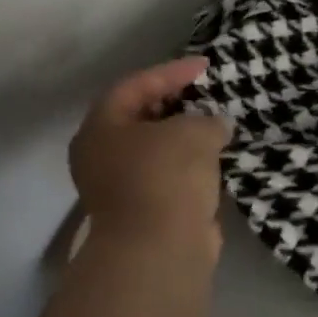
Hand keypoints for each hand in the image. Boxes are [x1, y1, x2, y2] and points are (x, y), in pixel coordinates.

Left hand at [69, 57, 230, 245]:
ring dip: (184, 135)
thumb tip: (216, 125)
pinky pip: (167, 174)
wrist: (159, 249)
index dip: (172, 71)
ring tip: (216, 123)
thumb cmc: (166, 176)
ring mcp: (119, 186)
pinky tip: (215, 156)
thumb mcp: (193, 132)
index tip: (206, 67)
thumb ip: (208, 119)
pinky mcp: (142, 210)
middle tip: (207, 93)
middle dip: (176, 102)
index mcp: (101, 128)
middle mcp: (102, 155)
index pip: (136, 85)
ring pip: (154, 148)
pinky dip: (189, 162)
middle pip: (140, 116)